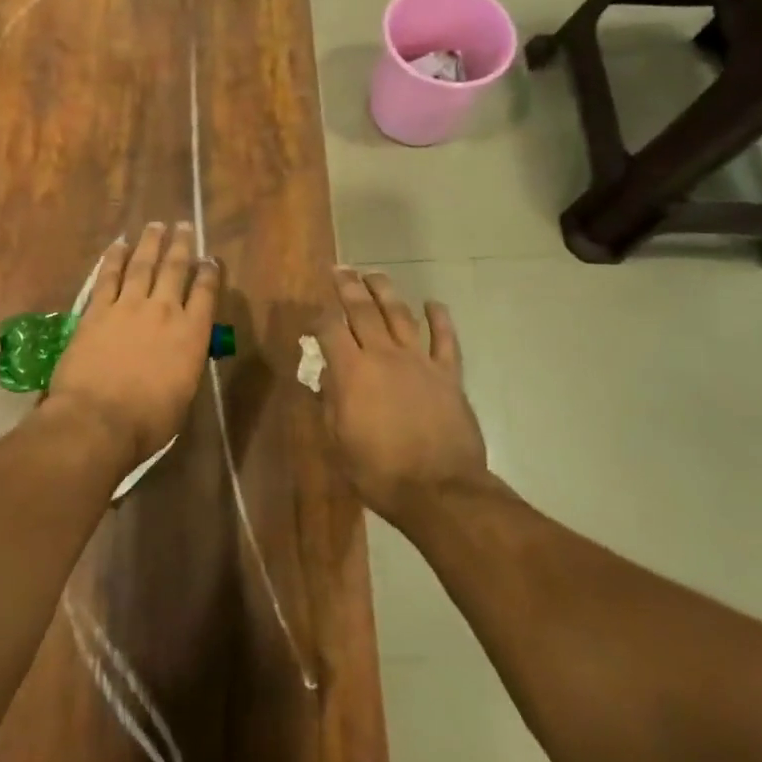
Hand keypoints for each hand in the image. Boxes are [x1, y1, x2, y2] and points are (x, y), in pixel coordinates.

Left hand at [46, 222, 219, 469]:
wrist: (98, 419)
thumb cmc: (148, 421)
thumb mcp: (183, 396)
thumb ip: (186, 365)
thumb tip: (183, 353)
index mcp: (191, 334)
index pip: (205, 293)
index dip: (209, 272)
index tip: (210, 258)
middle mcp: (163, 311)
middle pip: (174, 269)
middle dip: (181, 245)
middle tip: (183, 226)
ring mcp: (128, 306)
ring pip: (142, 264)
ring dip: (150, 243)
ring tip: (155, 225)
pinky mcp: (97, 310)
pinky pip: (108, 276)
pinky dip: (114, 258)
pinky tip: (119, 245)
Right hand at [317, 268, 488, 530]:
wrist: (439, 491)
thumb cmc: (379, 472)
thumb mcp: (338, 442)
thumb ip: (329, 402)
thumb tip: (322, 376)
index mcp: (352, 371)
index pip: (330, 329)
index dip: (319, 318)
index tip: (313, 317)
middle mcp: (383, 355)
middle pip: (363, 310)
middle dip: (349, 286)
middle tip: (340, 270)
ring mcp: (419, 361)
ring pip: (400, 314)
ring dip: (385, 291)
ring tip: (374, 275)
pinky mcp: (448, 374)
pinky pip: (445, 338)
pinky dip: (439, 318)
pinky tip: (432, 303)